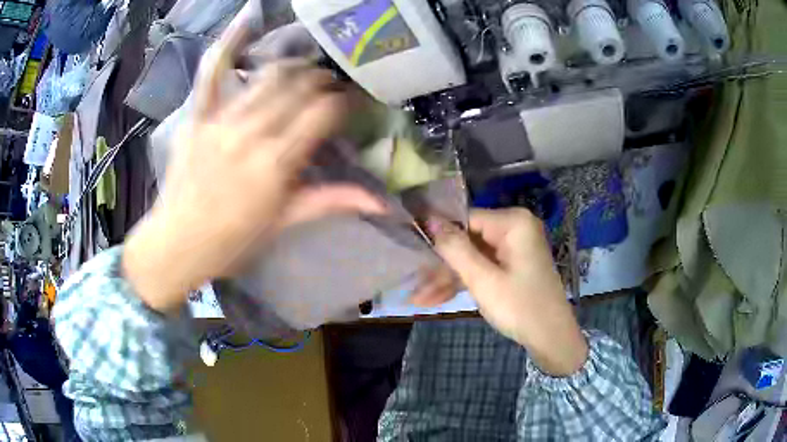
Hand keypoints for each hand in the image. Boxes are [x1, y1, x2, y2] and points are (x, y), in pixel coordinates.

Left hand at [122, 28, 384, 312]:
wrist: (177, 243)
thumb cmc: (232, 241)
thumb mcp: (284, 223)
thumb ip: (330, 202)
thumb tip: (382, 203)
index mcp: (276, 163)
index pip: (322, 113)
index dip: (343, 101)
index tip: (352, 102)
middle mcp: (251, 133)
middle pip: (299, 88)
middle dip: (322, 81)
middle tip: (331, 85)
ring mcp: (221, 120)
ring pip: (268, 76)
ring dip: (293, 66)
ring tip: (305, 69)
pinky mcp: (197, 116)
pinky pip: (212, 73)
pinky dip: (228, 44)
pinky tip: (246, 21)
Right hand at [419, 208, 587, 375]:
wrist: (551, 339)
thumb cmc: (520, 307)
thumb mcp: (483, 280)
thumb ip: (455, 249)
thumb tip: (429, 220)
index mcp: (513, 223)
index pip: (466, 219)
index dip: (438, 236)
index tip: (410, 251)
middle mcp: (514, 229)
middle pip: (467, 241)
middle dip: (440, 267)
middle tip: (413, 286)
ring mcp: (513, 249)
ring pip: (471, 258)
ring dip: (447, 279)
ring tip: (418, 299)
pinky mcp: (511, 266)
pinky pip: (482, 268)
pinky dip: (463, 283)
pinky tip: (436, 299)